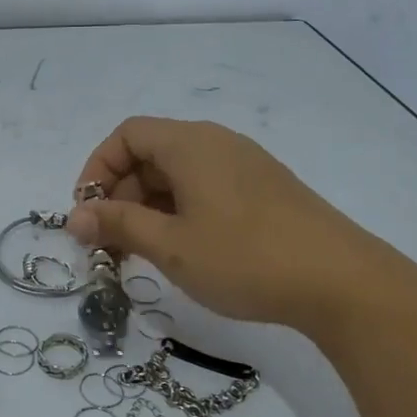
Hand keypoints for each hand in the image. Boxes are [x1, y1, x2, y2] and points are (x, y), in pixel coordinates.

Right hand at [67, 117, 394, 328]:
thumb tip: (74, 216)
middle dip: (120, 196)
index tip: (88, 214)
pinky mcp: (265, 190)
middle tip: (112, 246)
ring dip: (149, 208)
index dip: (97, 169)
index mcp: (190, 143)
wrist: (342, 282)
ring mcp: (245, 165)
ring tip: (144, 254)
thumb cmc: (244, 258)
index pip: (126, 135)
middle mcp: (217, 142)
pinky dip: (181, 212)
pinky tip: (186, 251)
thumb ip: (118, 225)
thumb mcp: (171, 245)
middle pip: (151, 154)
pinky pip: (206, 188)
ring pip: (179, 175)